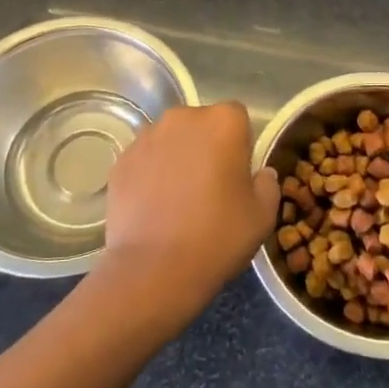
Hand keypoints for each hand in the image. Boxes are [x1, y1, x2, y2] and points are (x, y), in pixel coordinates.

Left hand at [96, 102, 278, 323]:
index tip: (238, 174)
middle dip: (206, 146)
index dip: (240, 144)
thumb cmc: (217, 236)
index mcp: (223, 122)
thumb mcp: (262, 216)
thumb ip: (267, 185)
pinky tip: (153, 207)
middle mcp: (183, 118)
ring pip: (170, 140)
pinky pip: (144, 160)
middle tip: (209, 186)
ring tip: (177, 199)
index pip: (237, 117)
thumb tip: (261, 174)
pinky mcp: (121, 160)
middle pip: (201, 124)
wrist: (153, 270)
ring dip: (176, 158)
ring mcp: (146, 137)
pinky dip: (150, 175)